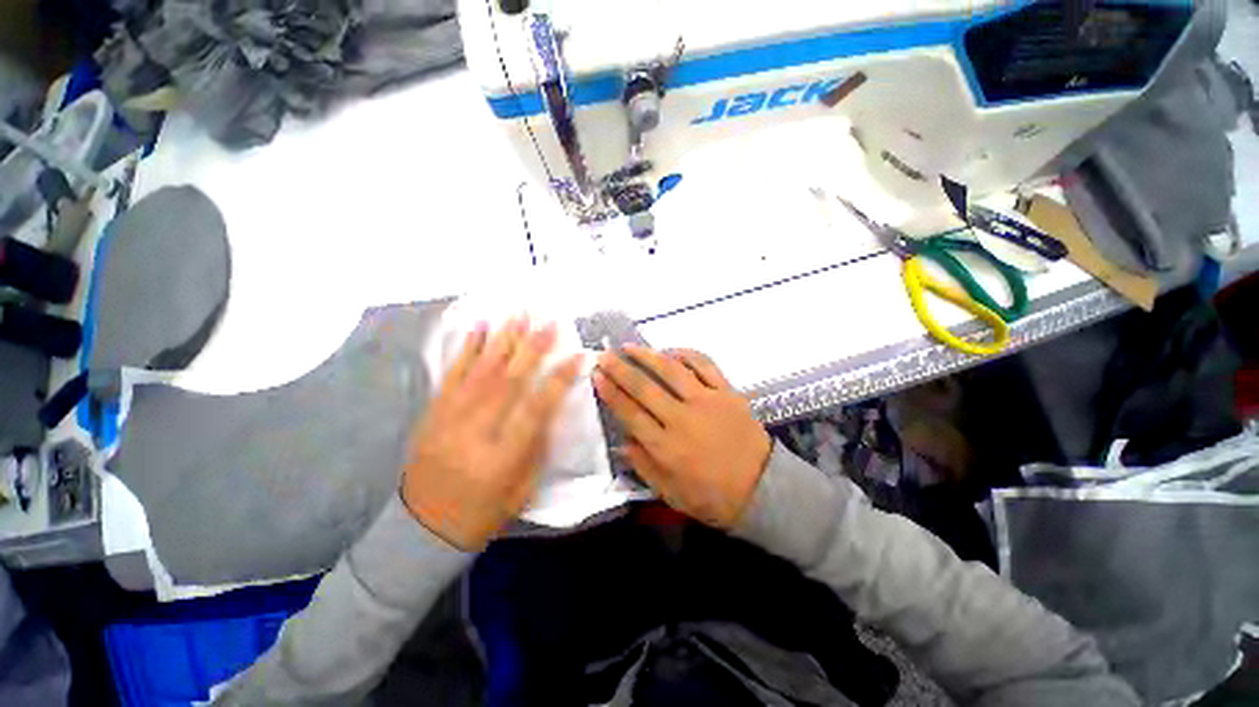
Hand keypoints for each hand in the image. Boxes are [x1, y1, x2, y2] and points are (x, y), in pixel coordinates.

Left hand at [402, 318, 581, 549]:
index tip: (578, 355)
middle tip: (550, 321)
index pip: (538, 407)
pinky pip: (453, 373)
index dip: (560, 378)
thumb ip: (537, 446)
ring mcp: (451, 417)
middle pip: (510, 381)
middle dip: (534, 347)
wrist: (421, 528)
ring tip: (521, 315)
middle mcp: (477, 430)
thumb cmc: (482, 512)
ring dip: (505, 339)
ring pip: (483, 370)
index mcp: (503, 455)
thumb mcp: (522, 488)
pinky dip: (468, 348)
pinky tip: (480, 327)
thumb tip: (550, 406)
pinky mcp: (434, 411)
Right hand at [593, 346, 770, 528]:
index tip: (597, 375)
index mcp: (665, 447)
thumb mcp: (670, 493)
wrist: (762, 488)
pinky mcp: (727, 392)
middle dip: (620, 369)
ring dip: (647, 355)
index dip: (611, 392)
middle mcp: (682, 419)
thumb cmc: (712, 496)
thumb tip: (623, 440)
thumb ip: (644, 466)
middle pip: (644, 387)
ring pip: (671, 371)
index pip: (630, 413)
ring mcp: (706, 402)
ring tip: (630, 347)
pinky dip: (686, 354)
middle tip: (604, 355)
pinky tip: (671, 350)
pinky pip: (705, 365)